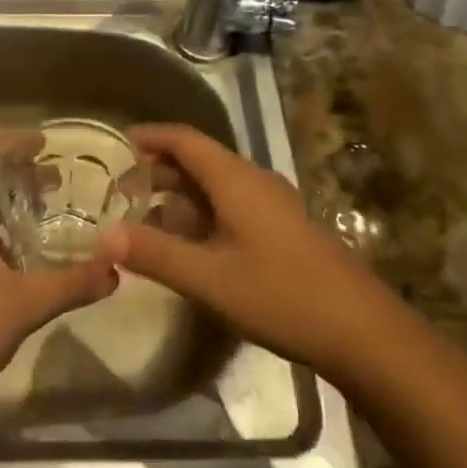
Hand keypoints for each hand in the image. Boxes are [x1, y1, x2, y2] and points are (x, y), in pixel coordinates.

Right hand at [96, 123, 384, 379]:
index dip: (152, 136)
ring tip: (149, 217)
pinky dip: (203, 213)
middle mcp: (254, 181)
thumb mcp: (209, 278)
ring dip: (181, 194)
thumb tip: (104, 237)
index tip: (120, 141)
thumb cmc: (281, 294)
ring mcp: (273, 205)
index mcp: (235, 179)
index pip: (185, 139)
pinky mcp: (284, 229)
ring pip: (217, 185)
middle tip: (124, 189)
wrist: (362, 331)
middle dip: (160, 169)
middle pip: (200, 160)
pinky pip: (233, 205)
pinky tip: (192, 244)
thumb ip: (155, 254)